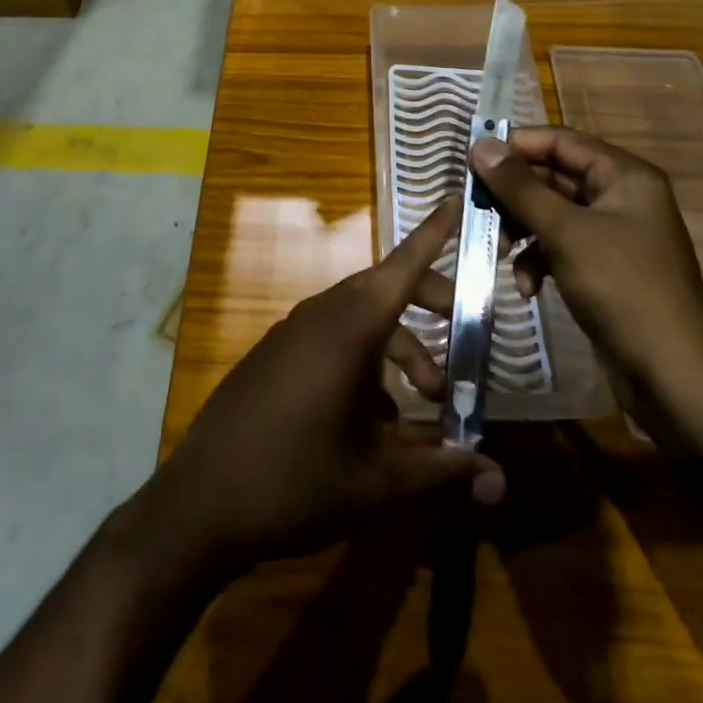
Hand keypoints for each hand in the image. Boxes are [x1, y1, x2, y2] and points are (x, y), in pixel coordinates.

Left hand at [143, 198, 505, 577]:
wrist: (201, 503)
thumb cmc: (296, 481)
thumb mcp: (378, 483)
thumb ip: (443, 473)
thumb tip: (502, 481)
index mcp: (350, 326)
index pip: (404, 265)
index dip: (434, 232)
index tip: (457, 199)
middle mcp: (322, 314)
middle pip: (387, 290)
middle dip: (430, 305)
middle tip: (464, 336)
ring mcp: (294, 331)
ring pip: (361, 319)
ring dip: (399, 348)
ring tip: (424, 402)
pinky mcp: (276, 353)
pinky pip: (332, 338)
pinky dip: (364, 360)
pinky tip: (375, 420)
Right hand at [471, 127, 702, 454]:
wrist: (672, 377)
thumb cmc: (622, 288)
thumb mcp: (565, 232)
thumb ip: (520, 187)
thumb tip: (481, 145)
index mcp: (625, 175)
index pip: (560, 140)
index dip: (516, 146)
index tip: (472, 161)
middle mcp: (622, 196)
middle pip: (554, 177)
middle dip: (514, 196)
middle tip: (476, 211)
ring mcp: (615, 234)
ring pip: (553, 213)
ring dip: (522, 230)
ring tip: (500, 252)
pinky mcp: (606, 267)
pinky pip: (562, 246)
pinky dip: (539, 260)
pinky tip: (527, 287)